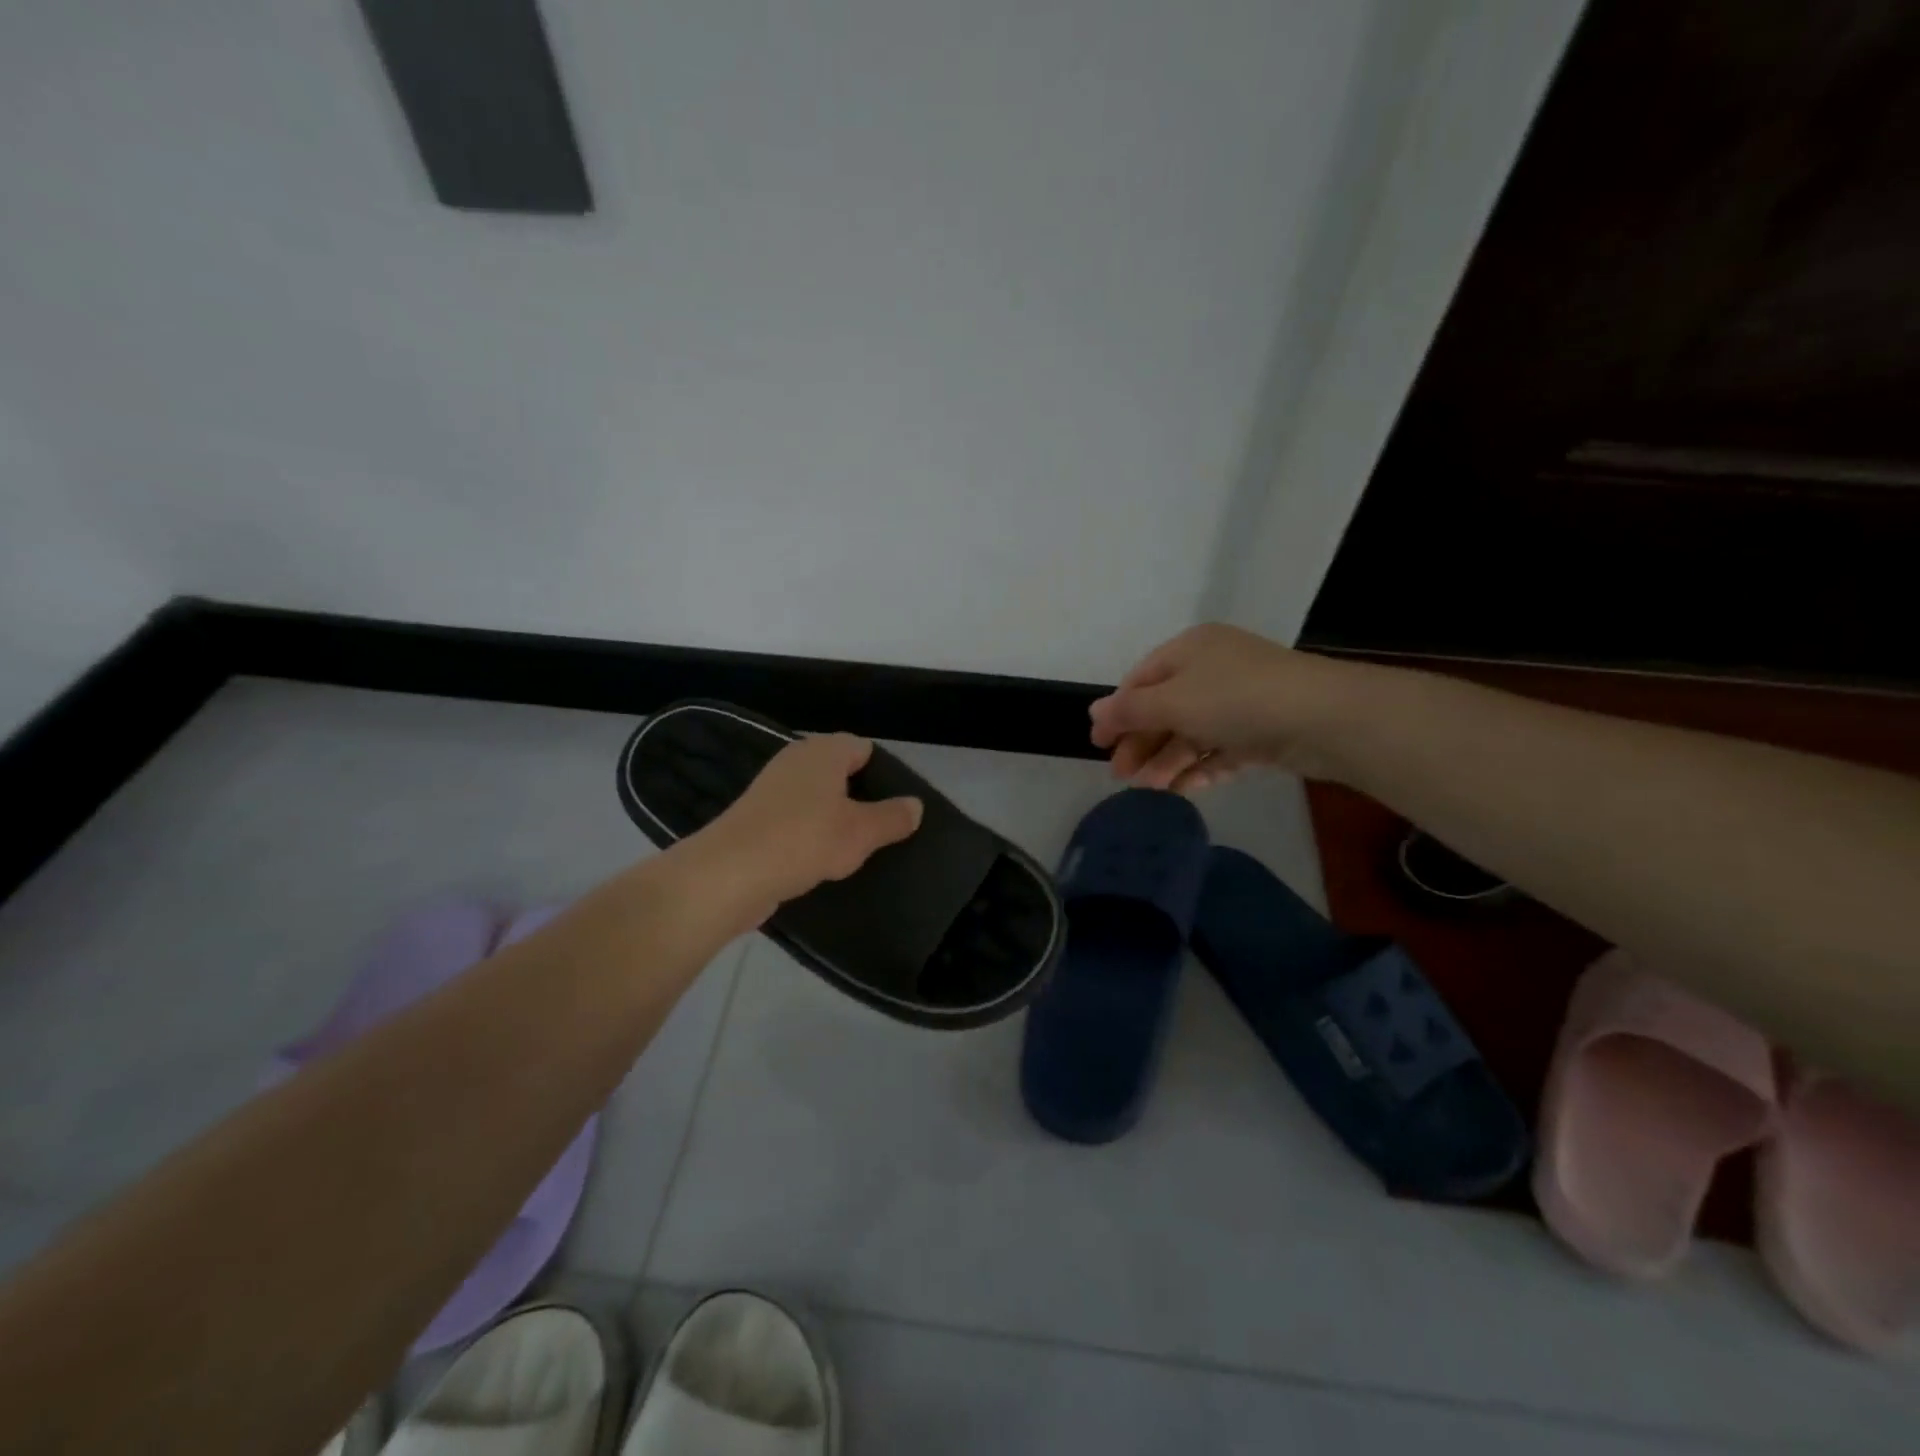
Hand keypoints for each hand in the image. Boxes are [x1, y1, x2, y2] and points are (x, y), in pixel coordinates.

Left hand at [690, 734, 923, 918]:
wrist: (729, 873)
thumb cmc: (804, 840)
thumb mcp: (861, 832)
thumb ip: (892, 817)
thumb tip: (916, 806)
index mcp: (824, 751)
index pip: (864, 748)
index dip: (884, 774)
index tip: (897, 806)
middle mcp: (796, 760)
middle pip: (840, 773)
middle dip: (860, 798)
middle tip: (881, 830)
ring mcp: (772, 788)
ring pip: (816, 798)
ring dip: (833, 820)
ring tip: (854, 850)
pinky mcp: (755, 817)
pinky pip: (794, 820)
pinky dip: (808, 835)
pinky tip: (819, 861)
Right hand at [1090, 624, 1364, 791]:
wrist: (1324, 718)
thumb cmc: (1236, 699)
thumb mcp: (1172, 701)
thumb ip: (1129, 709)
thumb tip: (1093, 712)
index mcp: (1190, 649)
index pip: (1141, 680)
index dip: (1117, 713)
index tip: (1098, 746)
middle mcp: (1213, 670)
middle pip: (1165, 709)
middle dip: (1142, 743)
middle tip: (1123, 777)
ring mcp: (1240, 701)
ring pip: (1192, 732)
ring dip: (1168, 761)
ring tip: (1152, 790)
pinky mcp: (1261, 731)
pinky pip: (1220, 749)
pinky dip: (1201, 767)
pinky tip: (1185, 789)